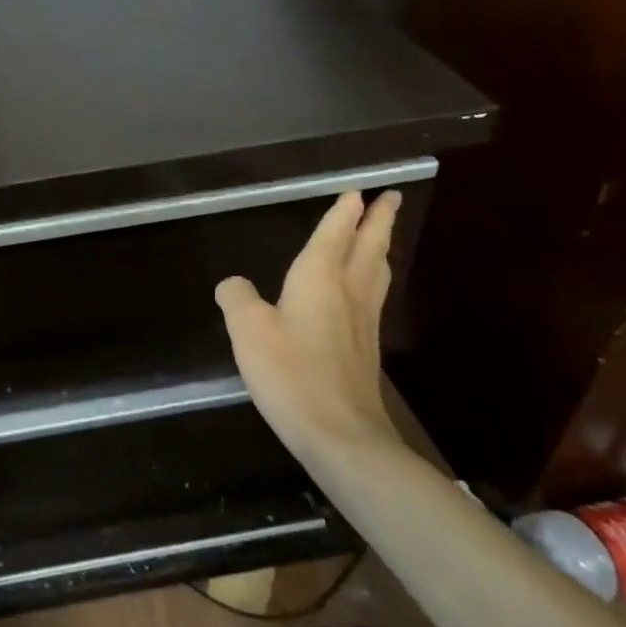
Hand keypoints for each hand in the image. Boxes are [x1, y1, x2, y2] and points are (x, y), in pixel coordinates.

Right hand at [215, 190, 405, 462]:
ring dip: (379, 248)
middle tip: (391, 197)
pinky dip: (373, 278)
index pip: (334, 234)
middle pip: (368, 247)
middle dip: (378, 221)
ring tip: (382, 236)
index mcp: (320, 278)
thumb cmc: (290, 372)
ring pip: (376, 272)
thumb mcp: (247, 329)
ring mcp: (362, 323)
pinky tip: (365, 290)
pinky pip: (373, 297)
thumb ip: (237, 298)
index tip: (358, 191)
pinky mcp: (366, 350)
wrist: (341, 434)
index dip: (344, 212)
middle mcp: (348, 293)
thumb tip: (234, 284)